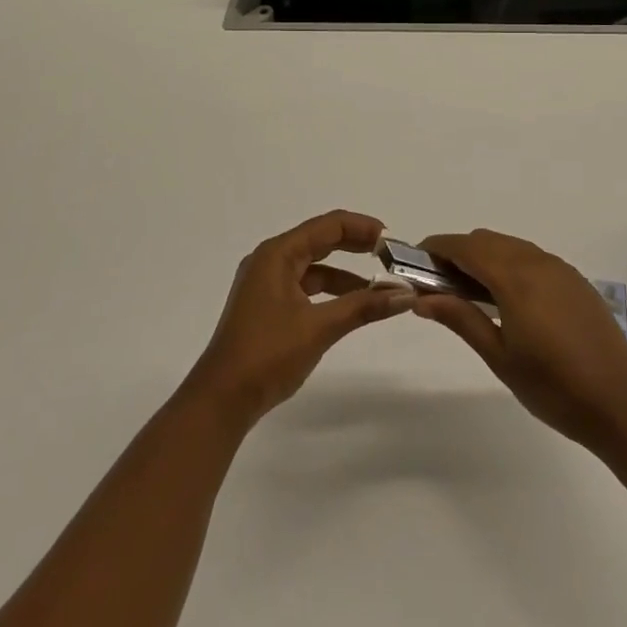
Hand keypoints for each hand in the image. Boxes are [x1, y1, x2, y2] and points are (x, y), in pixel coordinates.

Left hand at [183, 211, 412, 426]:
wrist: (221, 400)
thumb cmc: (267, 354)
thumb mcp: (319, 328)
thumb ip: (363, 307)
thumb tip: (405, 294)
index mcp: (277, 254)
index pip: (328, 226)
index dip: (362, 228)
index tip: (392, 241)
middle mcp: (270, 260)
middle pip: (320, 240)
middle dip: (356, 245)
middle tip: (391, 256)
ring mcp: (266, 283)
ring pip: (314, 265)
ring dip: (345, 273)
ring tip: (379, 284)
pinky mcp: (268, 305)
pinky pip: (305, 286)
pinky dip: (330, 291)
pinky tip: (351, 304)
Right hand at [415, 229, 626, 450]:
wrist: (621, 406)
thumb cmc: (553, 388)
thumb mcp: (500, 357)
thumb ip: (461, 319)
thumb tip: (422, 298)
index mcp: (515, 278)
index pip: (466, 247)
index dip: (437, 248)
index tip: (414, 261)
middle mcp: (538, 262)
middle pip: (487, 240)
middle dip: (458, 252)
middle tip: (438, 282)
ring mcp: (561, 269)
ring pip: (511, 246)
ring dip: (485, 256)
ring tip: (469, 291)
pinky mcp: (576, 281)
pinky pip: (533, 258)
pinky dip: (510, 264)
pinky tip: (508, 298)